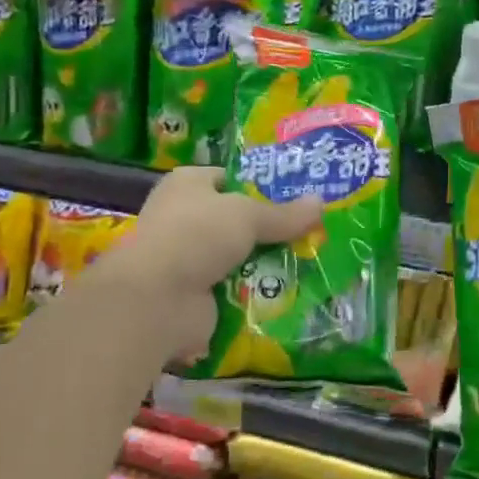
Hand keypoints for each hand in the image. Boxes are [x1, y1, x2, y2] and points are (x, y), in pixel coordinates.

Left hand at [89, 167, 323, 365]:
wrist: (157, 299)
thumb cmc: (197, 235)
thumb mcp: (248, 215)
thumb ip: (285, 214)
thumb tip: (321, 202)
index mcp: (188, 184)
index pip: (229, 179)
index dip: (261, 186)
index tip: (296, 197)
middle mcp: (183, 217)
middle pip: (237, 220)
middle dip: (269, 229)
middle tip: (311, 232)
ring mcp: (187, 258)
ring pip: (238, 256)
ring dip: (265, 263)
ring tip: (308, 262)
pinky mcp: (194, 294)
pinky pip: (234, 287)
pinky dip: (255, 292)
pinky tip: (287, 291)